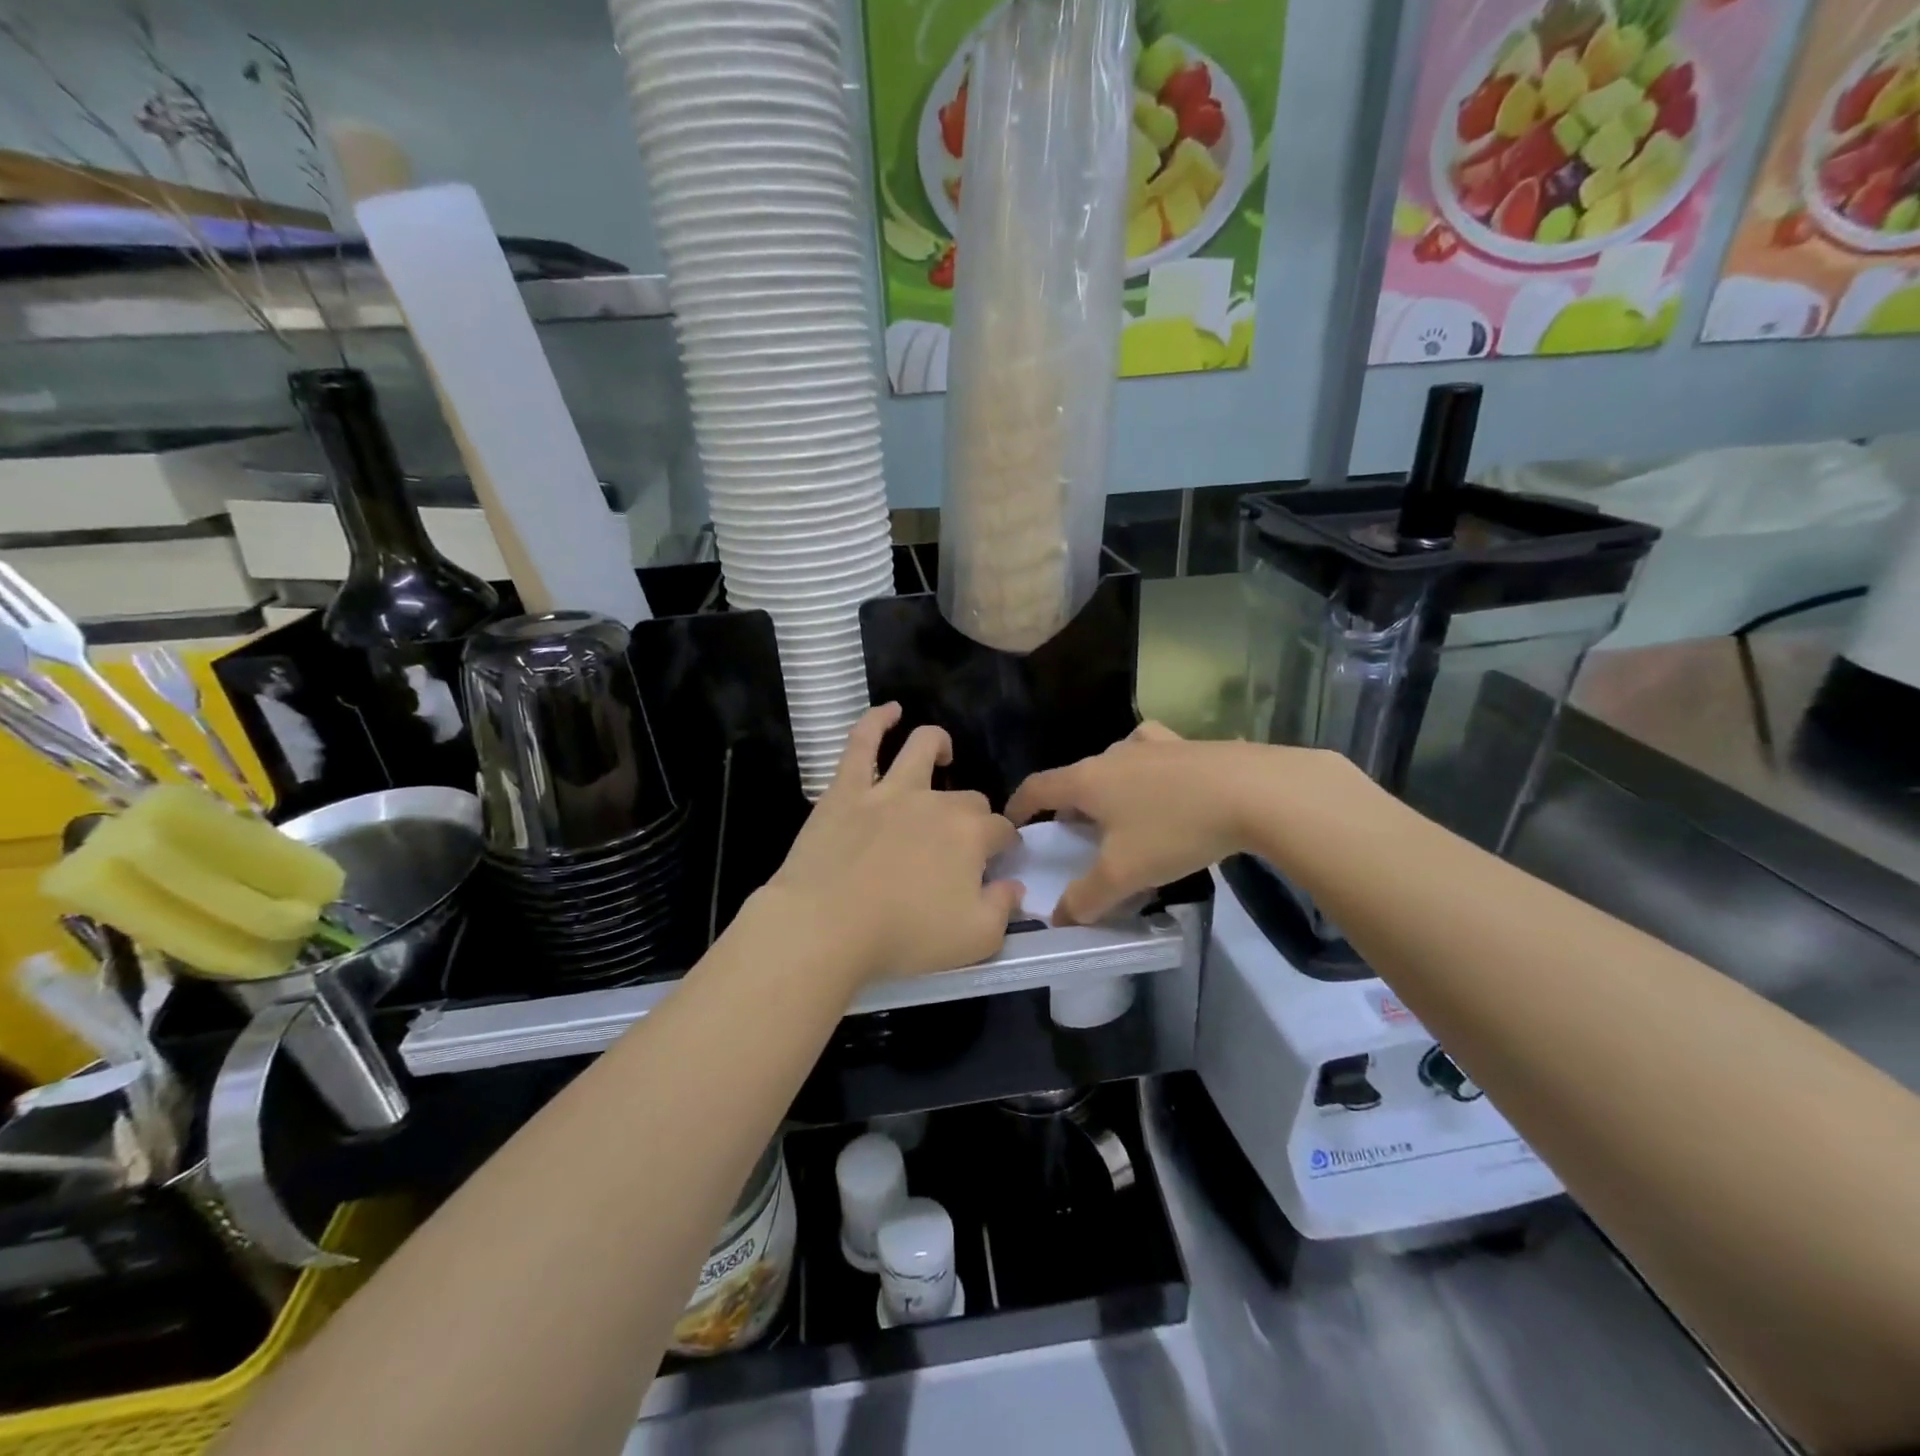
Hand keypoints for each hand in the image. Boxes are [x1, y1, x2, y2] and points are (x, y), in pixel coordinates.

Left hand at [760, 704, 1022, 989]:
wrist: (827, 926)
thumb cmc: (903, 937)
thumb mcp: (975, 940)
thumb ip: (1003, 910)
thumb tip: (1014, 886)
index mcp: (970, 835)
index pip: (1001, 830)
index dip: (1005, 844)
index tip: (999, 861)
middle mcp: (936, 803)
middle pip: (968, 798)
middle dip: (975, 815)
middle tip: (962, 843)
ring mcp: (889, 790)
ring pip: (922, 748)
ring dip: (938, 745)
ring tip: (943, 752)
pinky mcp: (848, 789)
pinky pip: (863, 742)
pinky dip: (877, 721)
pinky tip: (890, 711)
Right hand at [1006, 724, 1363, 925]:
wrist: (1255, 792)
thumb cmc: (1176, 829)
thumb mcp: (1125, 873)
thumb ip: (1087, 898)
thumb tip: (1060, 918)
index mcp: (1088, 781)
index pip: (1038, 788)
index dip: (1019, 806)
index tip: (1012, 823)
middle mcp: (1112, 754)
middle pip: (1076, 778)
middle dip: (1067, 806)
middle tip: (1074, 836)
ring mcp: (1151, 744)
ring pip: (1113, 764)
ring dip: (1105, 788)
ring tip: (1118, 815)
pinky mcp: (1186, 744)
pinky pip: (1150, 754)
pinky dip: (1143, 770)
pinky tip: (1160, 783)